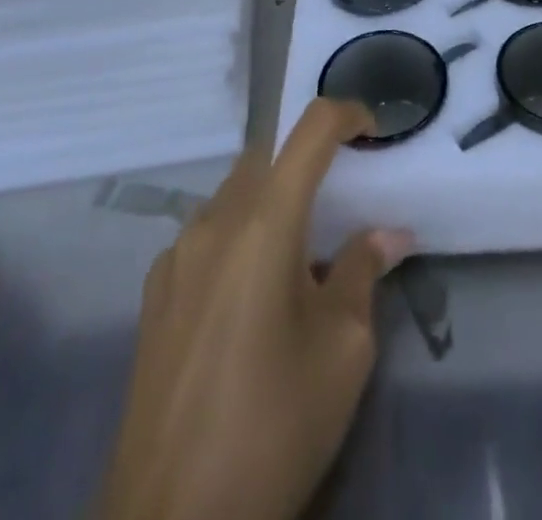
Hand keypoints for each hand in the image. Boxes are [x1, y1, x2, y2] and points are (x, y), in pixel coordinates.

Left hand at [104, 99, 412, 519]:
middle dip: (308, 163)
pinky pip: (206, 236)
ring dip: (271, 202)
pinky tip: (251, 298)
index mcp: (263, 222)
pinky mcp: (153, 295)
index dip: (346, 115)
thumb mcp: (343, 350)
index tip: (374, 134)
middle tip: (342, 205)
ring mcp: (175, 257)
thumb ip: (363, 272)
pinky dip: (239, 237)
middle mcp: (213, 222)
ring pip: (234, 195)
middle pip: (267, 157)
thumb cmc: (273, 426)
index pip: (309, 130)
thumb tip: (388, 235)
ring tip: (299, 260)